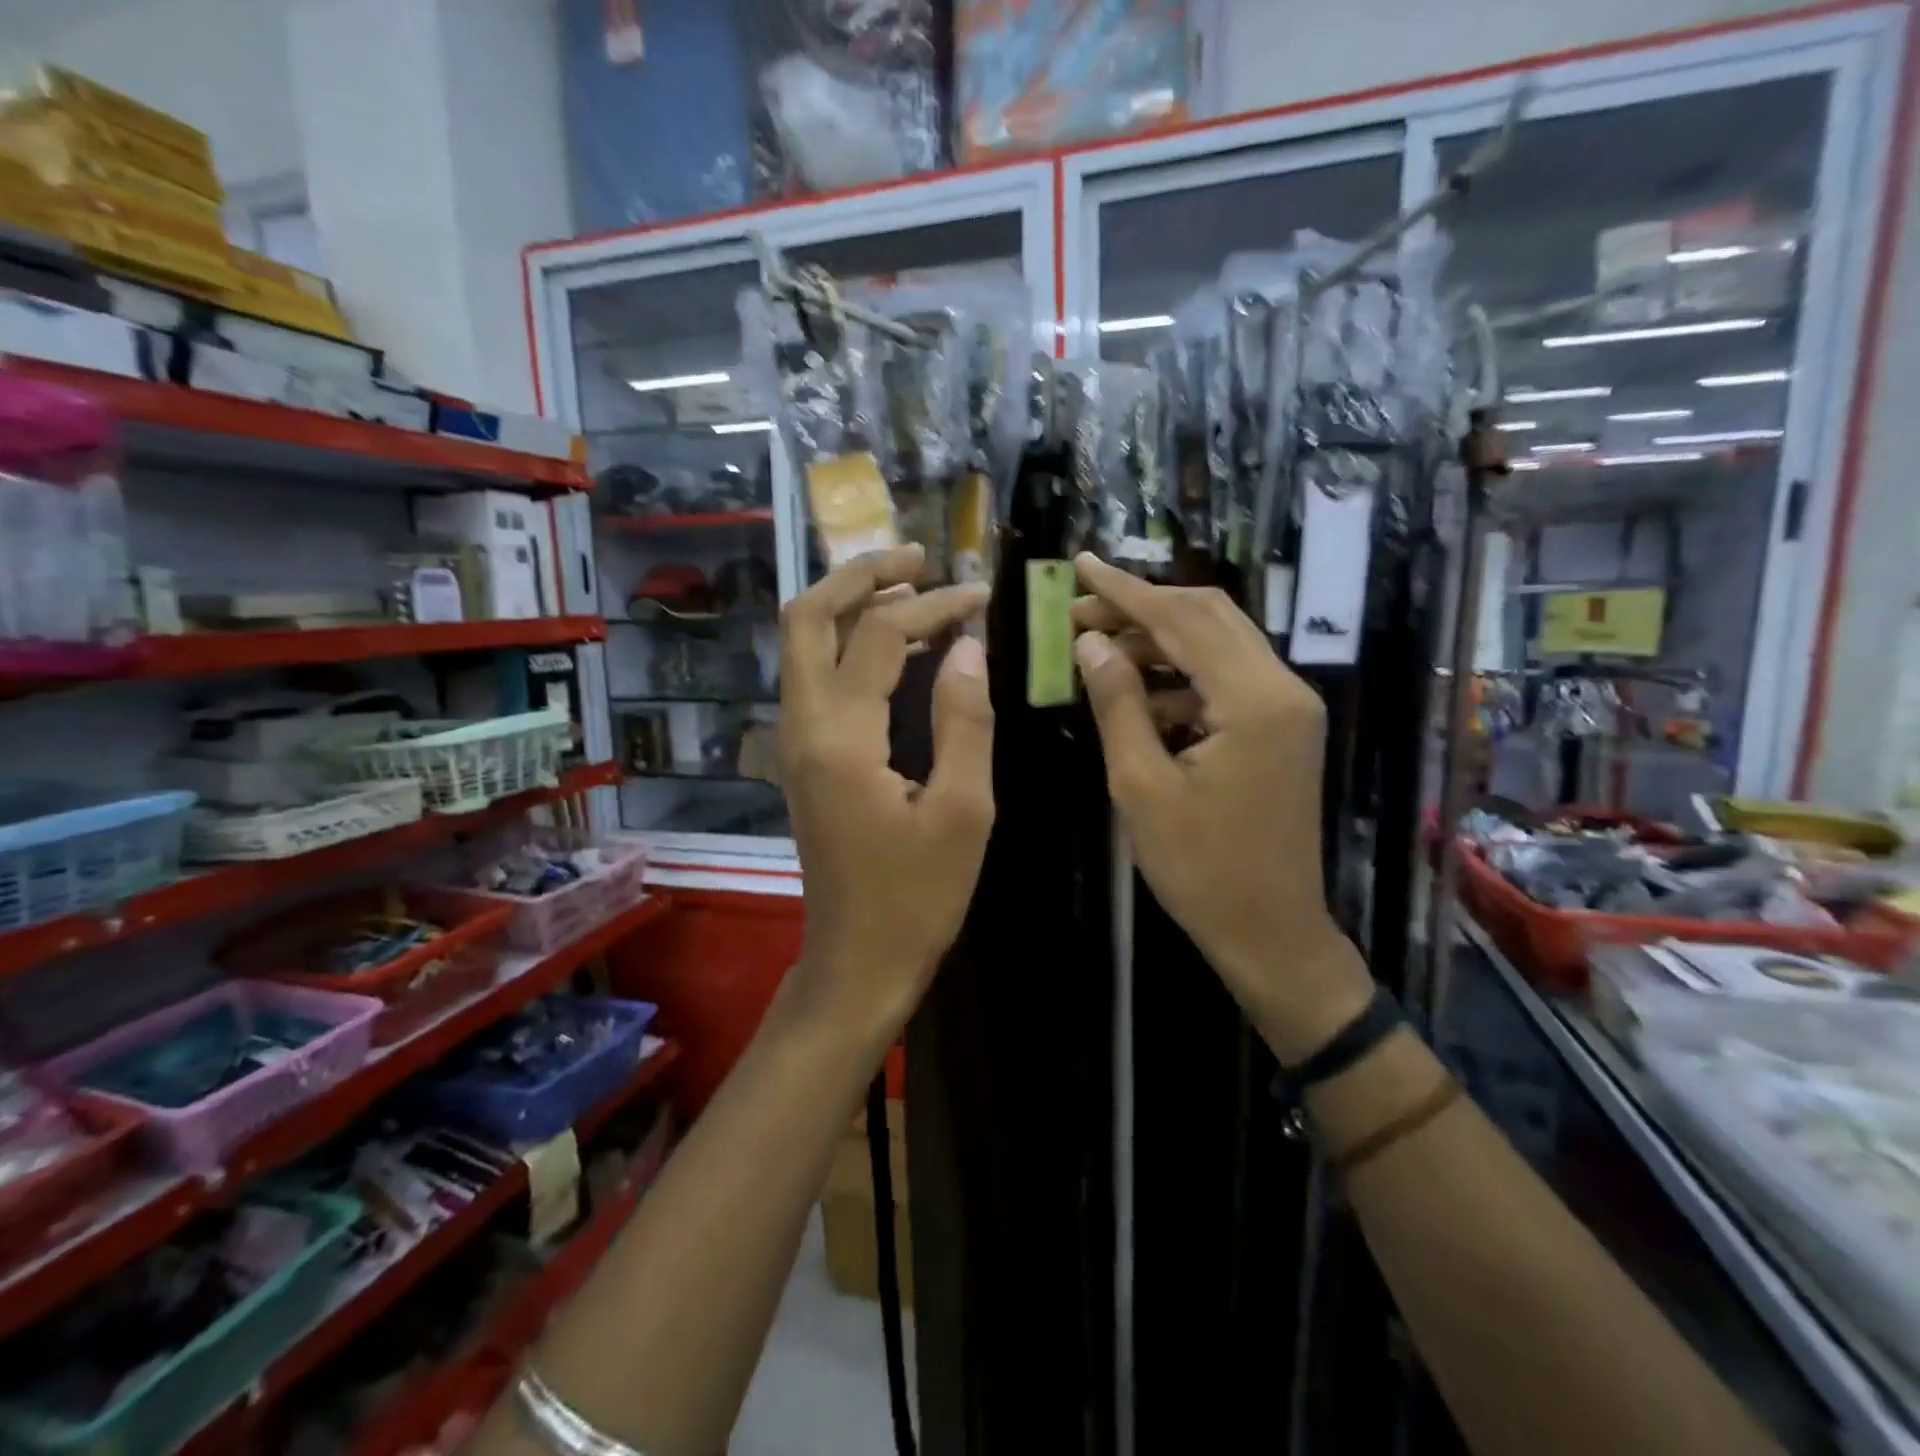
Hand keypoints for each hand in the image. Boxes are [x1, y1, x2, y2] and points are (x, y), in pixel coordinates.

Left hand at [779, 544, 994, 1037]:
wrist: (857, 961)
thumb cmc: (917, 897)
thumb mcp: (962, 811)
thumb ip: (964, 721)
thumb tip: (966, 647)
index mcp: (840, 738)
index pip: (878, 635)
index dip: (933, 604)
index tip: (982, 594)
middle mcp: (801, 726)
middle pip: (806, 618)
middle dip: (859, 574)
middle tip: (916, 556)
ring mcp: (792, 742)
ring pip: (801, 644)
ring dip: (848, 604)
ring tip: (911, 587)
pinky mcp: (800, 758)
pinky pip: (813, 676)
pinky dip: (847, 643)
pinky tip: (895, 647)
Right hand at [1070, 554, 1370, 1063]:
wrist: (1270, 931)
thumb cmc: (1200, 868)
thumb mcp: (1141, 786)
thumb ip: (1117, 704)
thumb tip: (1090, 642)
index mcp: (1254, 699)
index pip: (1182, 619)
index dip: (1126, 589)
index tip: (1081, 565)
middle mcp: (1283, 688)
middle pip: (1208, 616)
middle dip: (1141, 607)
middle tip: (1080, 612)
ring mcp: (1288, 708)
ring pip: (1218, 644)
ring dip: (1158, 641)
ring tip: (1098, 652)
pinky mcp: (1281, 728)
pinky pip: (1226, 679)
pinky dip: (1179, 677)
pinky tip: (1136, 698)